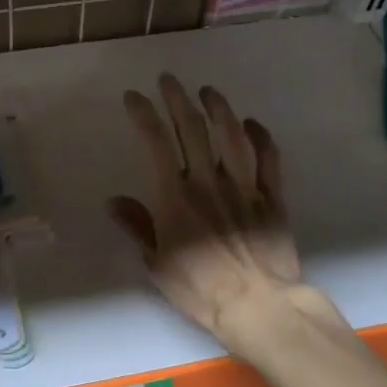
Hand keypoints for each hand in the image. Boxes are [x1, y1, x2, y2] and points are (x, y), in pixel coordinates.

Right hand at [109, 76, 329, 357]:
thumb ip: (137, 227)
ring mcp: (244, 186)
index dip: (144, 114)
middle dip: (177, 99)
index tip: (134, 97)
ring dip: (219, 108)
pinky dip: (261, 137)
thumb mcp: (157, 263)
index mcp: (175, 196)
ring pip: (232, 135)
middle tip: (169, 80)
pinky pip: (268, 159)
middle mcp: (209, 181)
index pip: (156, 142)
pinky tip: (252, 124)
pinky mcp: (272, 197)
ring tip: (208, 91)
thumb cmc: (200, 289)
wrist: (259, 306)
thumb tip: (113, 200)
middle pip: (193, 129)